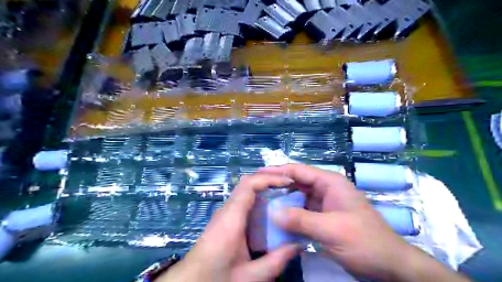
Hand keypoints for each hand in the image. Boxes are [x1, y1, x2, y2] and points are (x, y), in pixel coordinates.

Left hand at [157, 174, 296, 281]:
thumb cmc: (217, 278)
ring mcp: (224, 213)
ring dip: (264, 189)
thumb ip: (276, 261)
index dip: (269, 178)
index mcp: (231, 218)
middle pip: (248, 184)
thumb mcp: (250, 276)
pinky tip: (270, 211)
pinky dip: (258, 200)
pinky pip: (243, 202)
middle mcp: (227, 210)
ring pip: (246, 191)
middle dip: (269, 180)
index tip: (288, 182)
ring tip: (284, 195)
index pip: (249, 185)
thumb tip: (299, 244)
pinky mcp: (224, 219)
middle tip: (290, 187)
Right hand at [258, 165, 457, 280]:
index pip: (298, 171)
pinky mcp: (322, 219)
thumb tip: (272, 212)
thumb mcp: (332, 230)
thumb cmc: (365, 242)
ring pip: (297, 199)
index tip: (257, 174)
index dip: (277, 170)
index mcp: (329, 183)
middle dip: (276, 186)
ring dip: (281, 202)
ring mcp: (323, 205)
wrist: (389, 266)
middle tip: (255, 191)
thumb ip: (301, 220)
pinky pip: (301, 214)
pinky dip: (289, 216)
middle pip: (296, 183)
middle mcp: (325, 190)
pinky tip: (275, 221)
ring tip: (260, 205)